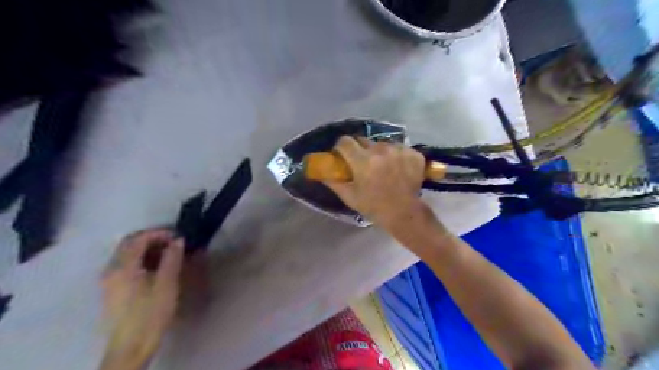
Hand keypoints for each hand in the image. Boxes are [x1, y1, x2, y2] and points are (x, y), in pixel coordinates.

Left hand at [100, 229, 183, 367]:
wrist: (132, 345)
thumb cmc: (151, 312)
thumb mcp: (167, 283)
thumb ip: (172, 258)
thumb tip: (178, 240)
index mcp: (123, 267)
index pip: (138, 239)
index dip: (159, 233)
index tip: (178, 236)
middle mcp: (111, 269)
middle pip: (129, 244)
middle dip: (152, 239)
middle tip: (173, 243)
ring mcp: (109, 280)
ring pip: (127, 254)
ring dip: (147, 249)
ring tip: (169, 254)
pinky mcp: (113, 289)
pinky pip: (126, 265)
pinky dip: (141, 259)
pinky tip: (156, 267)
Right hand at [323, 135, 427, 228]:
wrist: (404, 213)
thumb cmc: (373, 207)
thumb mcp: (349, 197)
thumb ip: (334, 182)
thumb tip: (322, 172)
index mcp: (363, 161)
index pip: (345, 141)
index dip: (341, 147)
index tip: (342, 155)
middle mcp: (381, 150)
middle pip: (363, 140)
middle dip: (359, 149)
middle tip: (361, 162)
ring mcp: (399, 150)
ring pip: (381, 143)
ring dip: (378, 152)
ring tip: (382, 166)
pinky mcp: (413, 153)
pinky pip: (398, 147)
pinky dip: (395, 155)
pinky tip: (397, 167)